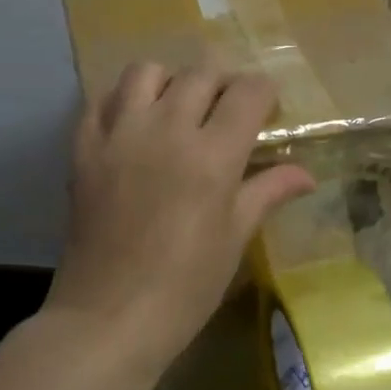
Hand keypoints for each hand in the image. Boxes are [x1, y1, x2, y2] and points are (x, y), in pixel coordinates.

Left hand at [45, 63, 315, 377]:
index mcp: (213, 154)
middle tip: (228, 113)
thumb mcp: (235, 238)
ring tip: (177, 110)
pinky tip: (134, 126)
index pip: (248, 92)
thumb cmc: (185, 286)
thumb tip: (306, 174)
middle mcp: (167, 129)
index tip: (266, 113)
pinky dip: (122, 101)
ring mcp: (120, 134)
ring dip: (170, 81)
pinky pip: (102, 100)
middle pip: (201, 73)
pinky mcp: (84, 148)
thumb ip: (267, 192)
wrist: (109, 317)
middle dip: (223, 84)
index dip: (264, 94)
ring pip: (146, 72)